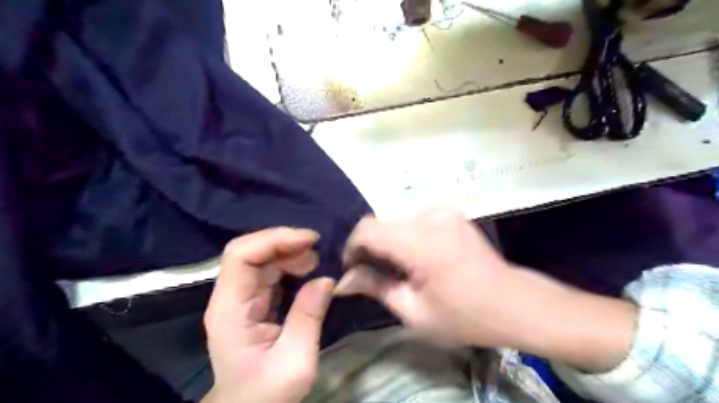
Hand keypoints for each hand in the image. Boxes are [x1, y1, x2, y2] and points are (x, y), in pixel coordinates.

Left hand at [203, 229, 334, 400]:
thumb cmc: (266, 393)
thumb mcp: (295, 361)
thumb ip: (309, 317)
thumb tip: (327, 278)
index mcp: (230, 308)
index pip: (241, 255)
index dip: (274, 239)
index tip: (309, 240)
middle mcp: (231, 296)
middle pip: (252, 252)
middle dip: (286, 244)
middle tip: (319, 251)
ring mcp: (241, 297)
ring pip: (262, 259)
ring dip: (290, 253)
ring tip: (317, 261)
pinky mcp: (253, 301)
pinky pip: (270, 272)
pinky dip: (291, 265)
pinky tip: (308, 270)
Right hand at [337, 206, 633, 373]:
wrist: (512, 303)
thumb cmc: (464, 316)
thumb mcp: (414, 312)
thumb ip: (375, 287)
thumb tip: (343, 280)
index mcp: (422, 242)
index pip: (368, 230)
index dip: (352, 248)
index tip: (353, 270)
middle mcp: (432, 216)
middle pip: (381, 224)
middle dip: (371, 249)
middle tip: (376, 275)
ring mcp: (444, 210)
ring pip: (396, 222)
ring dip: (389, 243)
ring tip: (401, 270)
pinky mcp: (451, 212)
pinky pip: (414, 220)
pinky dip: (406, 237)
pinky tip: (418, 259)